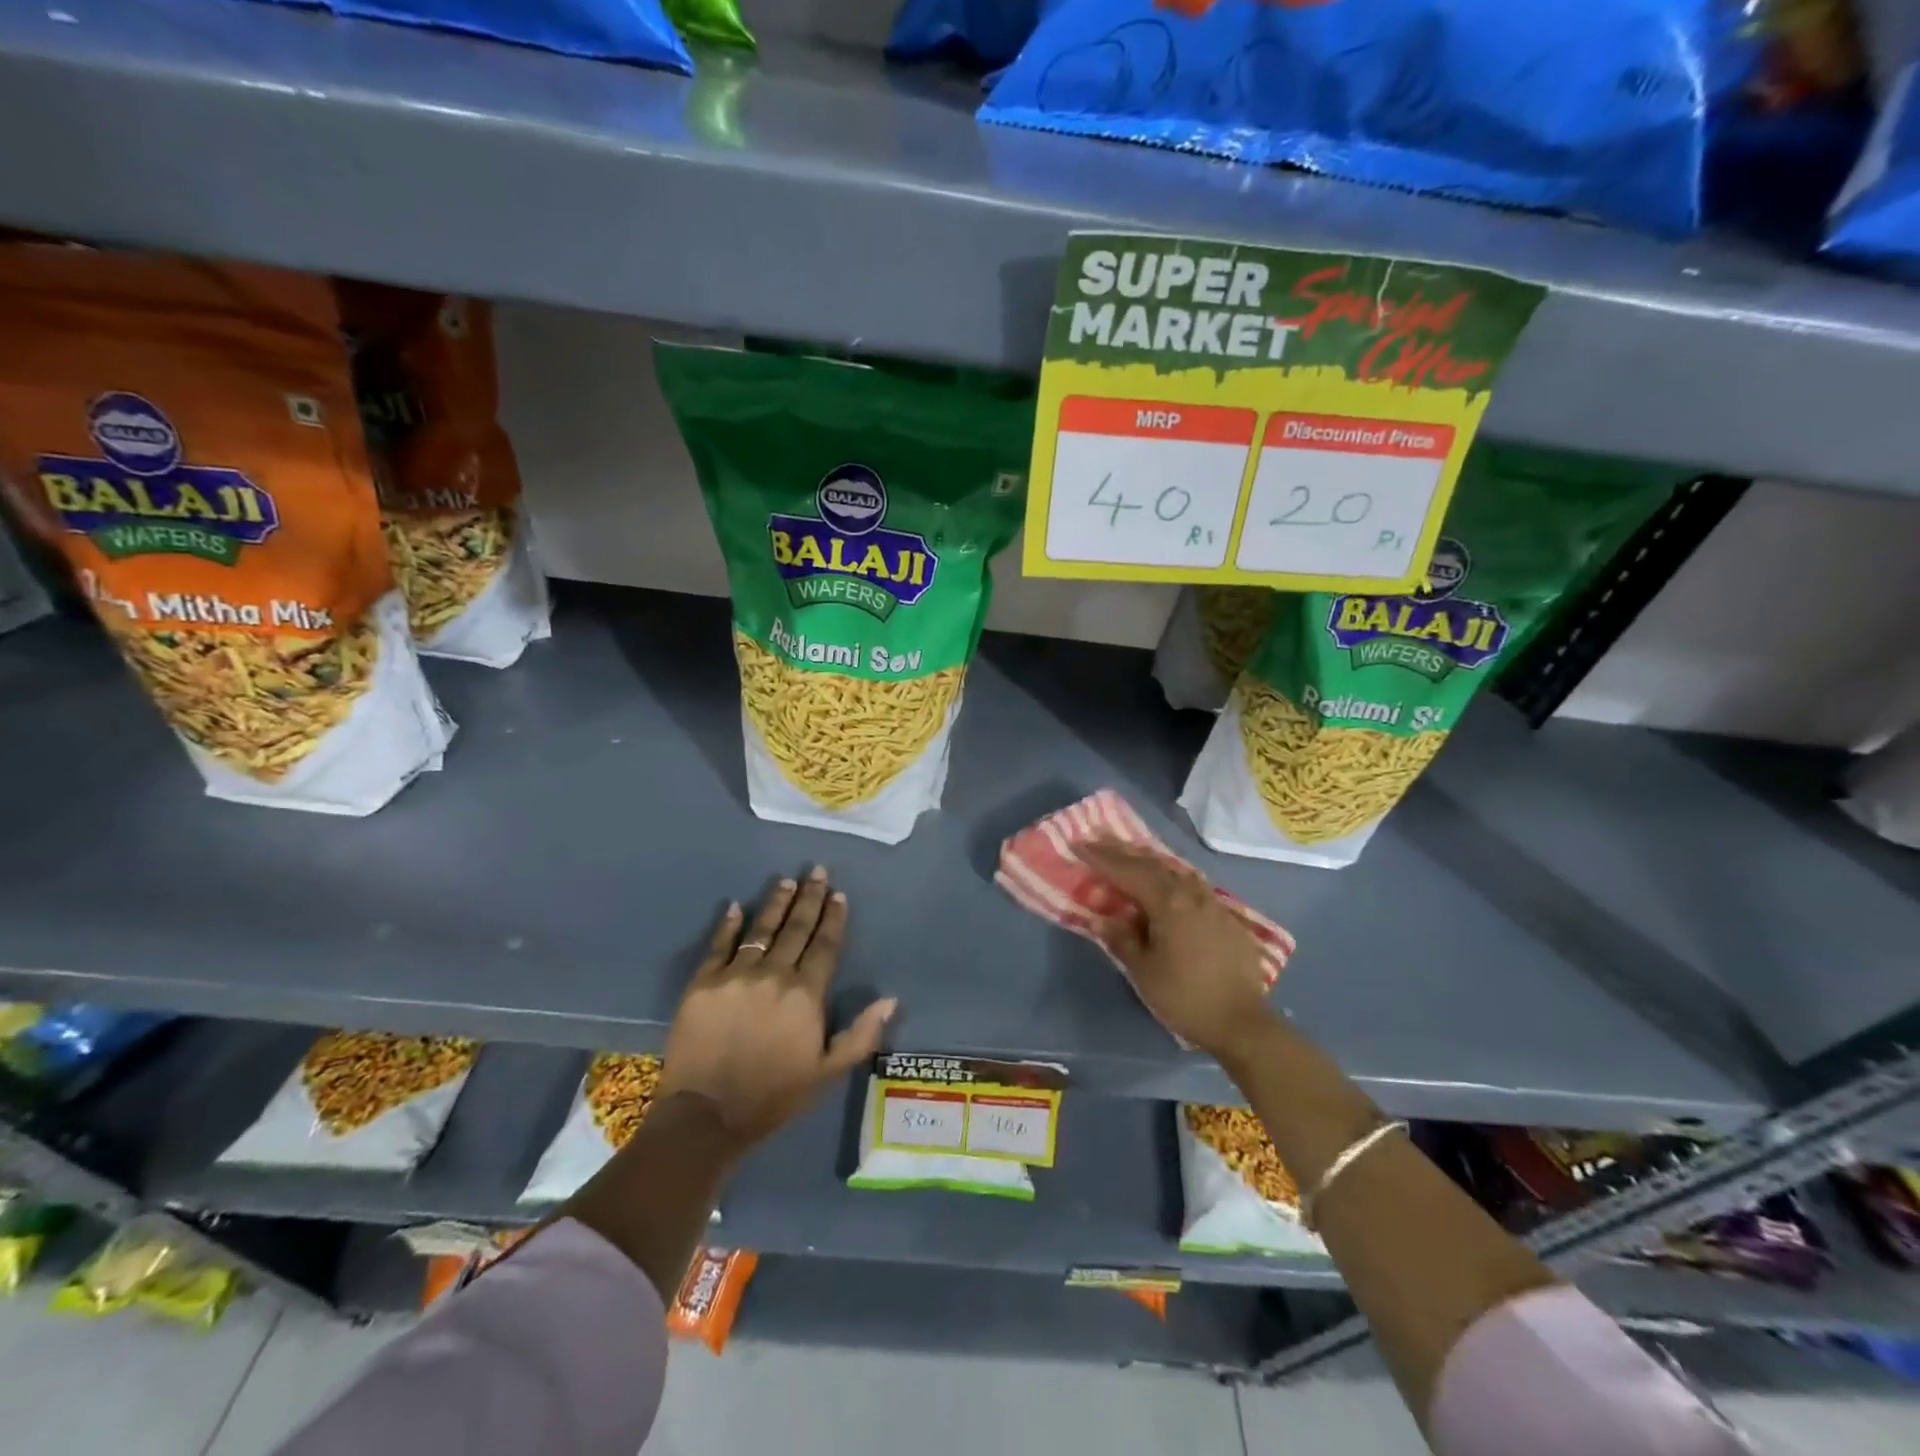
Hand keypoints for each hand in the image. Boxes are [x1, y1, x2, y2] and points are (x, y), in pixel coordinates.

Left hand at [659, 866, 895, 1144]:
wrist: (706, 1116)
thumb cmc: (774, 1096)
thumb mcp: (827, 1073)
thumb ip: (861, 1034)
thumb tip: (891, 998)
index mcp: (806, 994)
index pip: (825, 945)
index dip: (833, 918)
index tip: (839, 894)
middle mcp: (774, 974)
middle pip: (796, 928)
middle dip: (809, 898)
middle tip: (817, 871)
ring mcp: (736, 975)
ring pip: (761, 930)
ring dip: (775, 903)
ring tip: (786, 881)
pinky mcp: (703, 983)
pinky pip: (718, 946)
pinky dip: (728, 925)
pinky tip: (735, 907)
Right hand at [1078, 840, 1277, 1063]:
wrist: (1241, 1022)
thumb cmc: (1184, 996)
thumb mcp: (1143, 971)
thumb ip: (1121, 939)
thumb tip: (1102, 919)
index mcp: (1167, 902)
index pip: (1127, 871)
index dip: (1101, 857)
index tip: (1079, 844)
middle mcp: (1191, 894)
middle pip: (1152, 864)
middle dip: (1123, 852)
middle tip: (1099, 840)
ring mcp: (1213, 903)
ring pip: (1177, 871)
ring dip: (1150, 860)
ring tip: (1132, 854)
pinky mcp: (1227, 918)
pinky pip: (1194, 885)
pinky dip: (1173, 876)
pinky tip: (1171, 882)